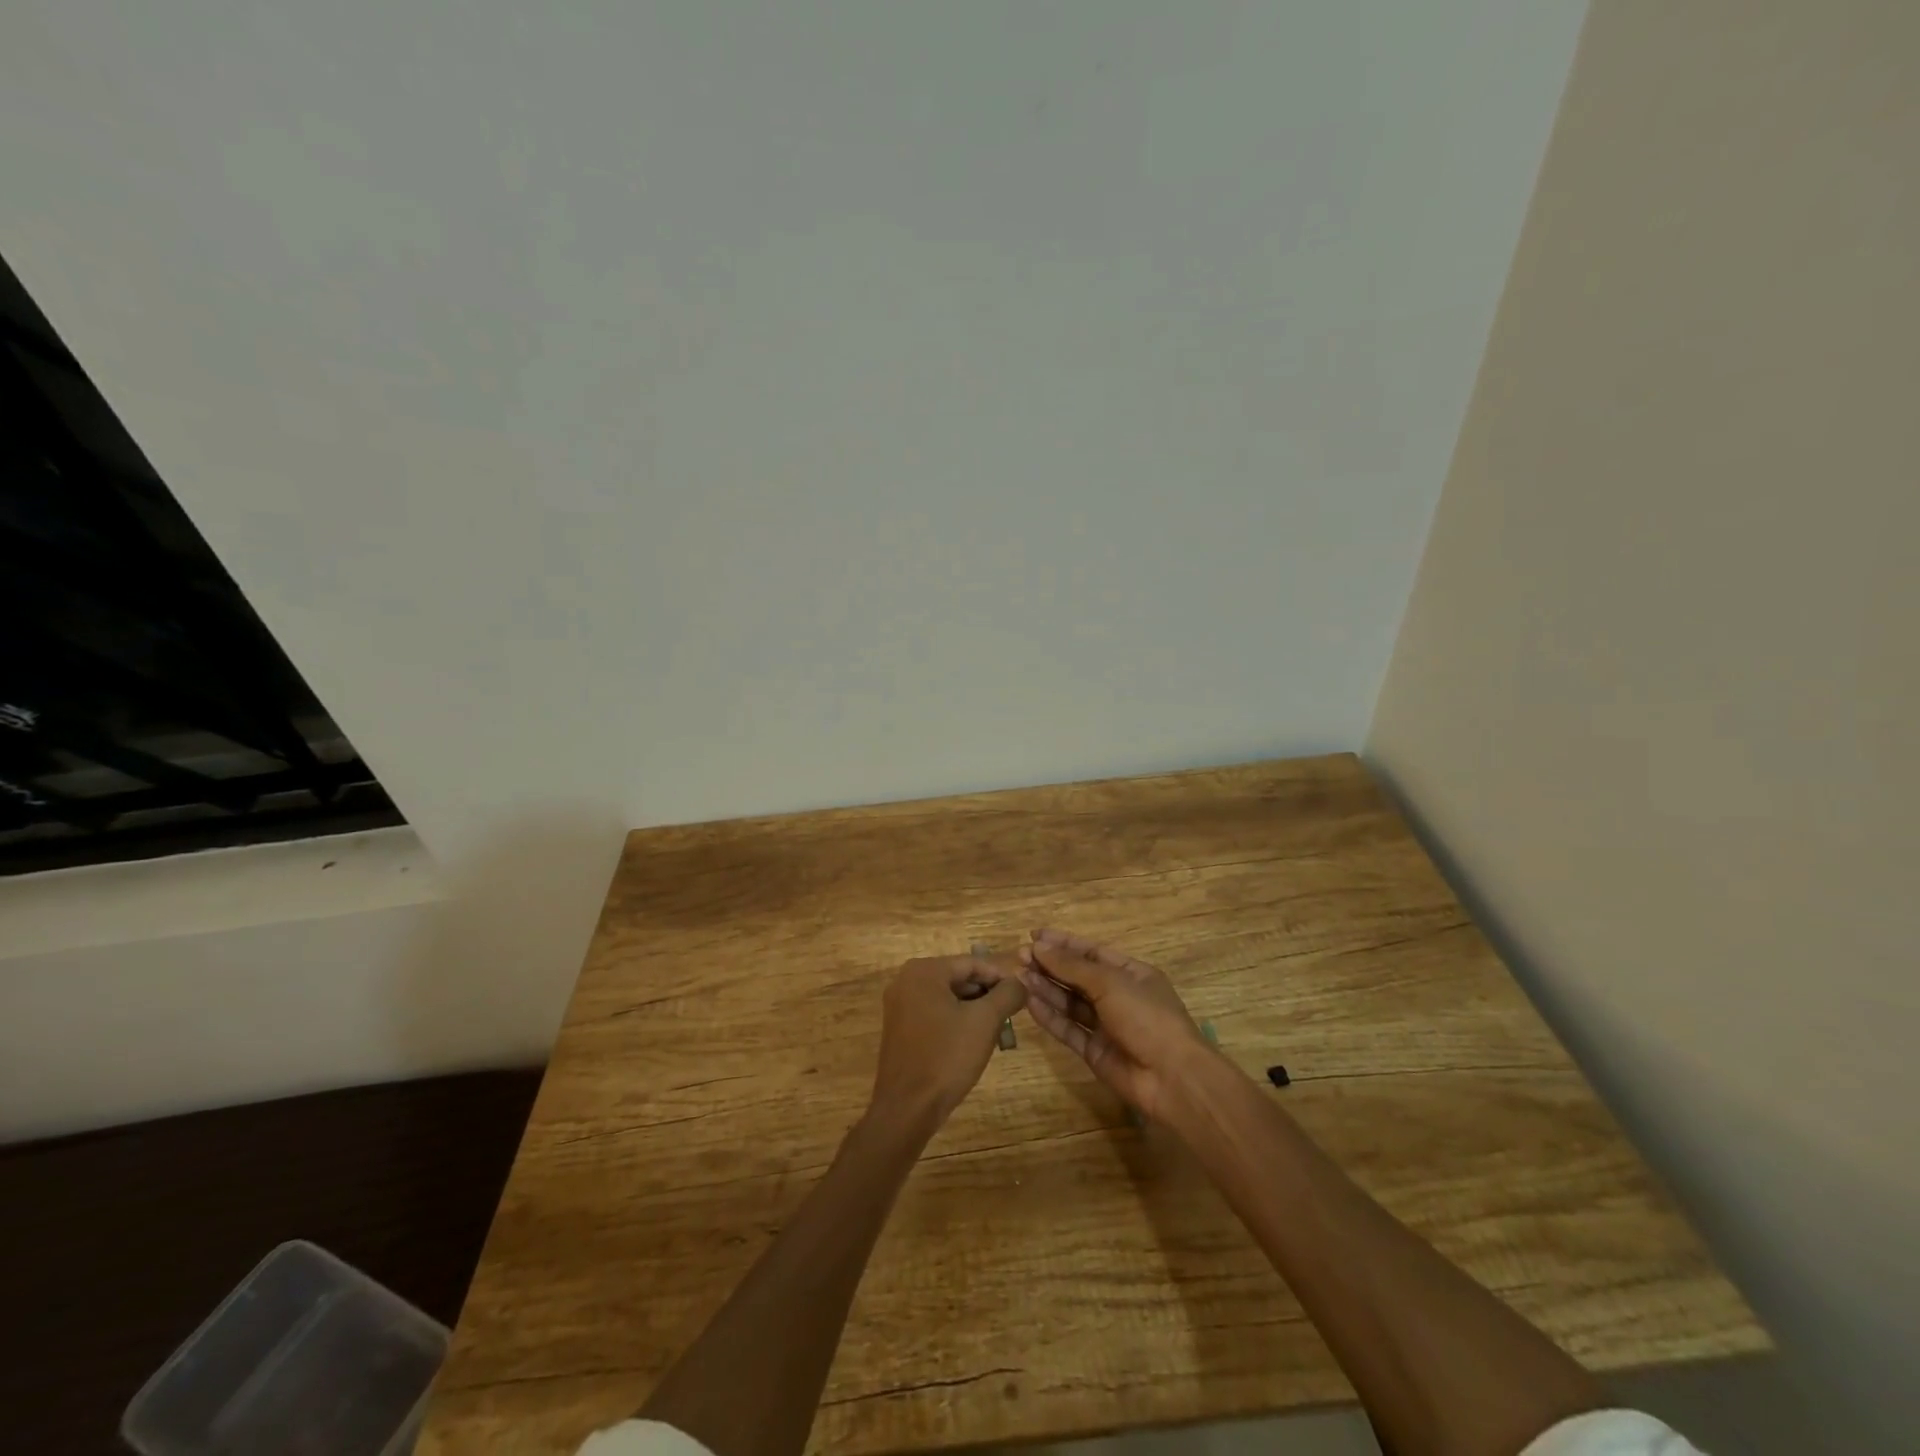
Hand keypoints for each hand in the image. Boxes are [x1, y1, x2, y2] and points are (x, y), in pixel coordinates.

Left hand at [869, 955, 1027, 1134]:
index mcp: (924, 971)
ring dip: (974, 1010)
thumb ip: (1007, 994)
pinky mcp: (899, 1028)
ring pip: (947, 998)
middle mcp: (906, 980)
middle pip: (958, 978)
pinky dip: (955, 1021)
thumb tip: (1021, 982)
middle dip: (987, 995)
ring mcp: (899, 1005)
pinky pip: (934, 1014)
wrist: (907, 1108)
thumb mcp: (985, 1021)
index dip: (1001, 977)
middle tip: (1011, 1014)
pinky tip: (973, 1041)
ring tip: (998, 1030)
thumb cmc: (947, 1056)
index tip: (1022, 994)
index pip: (972, 963)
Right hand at [1018, 928, 1212, 1120]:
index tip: (1034, 936)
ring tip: (1018, 976)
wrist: (1171, 1078)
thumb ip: (1072, 966)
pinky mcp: (1094, 1051)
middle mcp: (1118, 996)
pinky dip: (1049, 1016)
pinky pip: (1068, 1029)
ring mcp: (1106, 1025)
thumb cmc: (1146, 1017)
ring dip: (1045, 988)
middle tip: (1019, 957)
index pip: (1092, 952)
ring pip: (1070, 1002)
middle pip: (1078, 976)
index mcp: (1131, 973)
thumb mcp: (1110, 982)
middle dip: (1050, 965)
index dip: (1063, 943)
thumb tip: (1040, 947)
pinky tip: (1029, 1003)